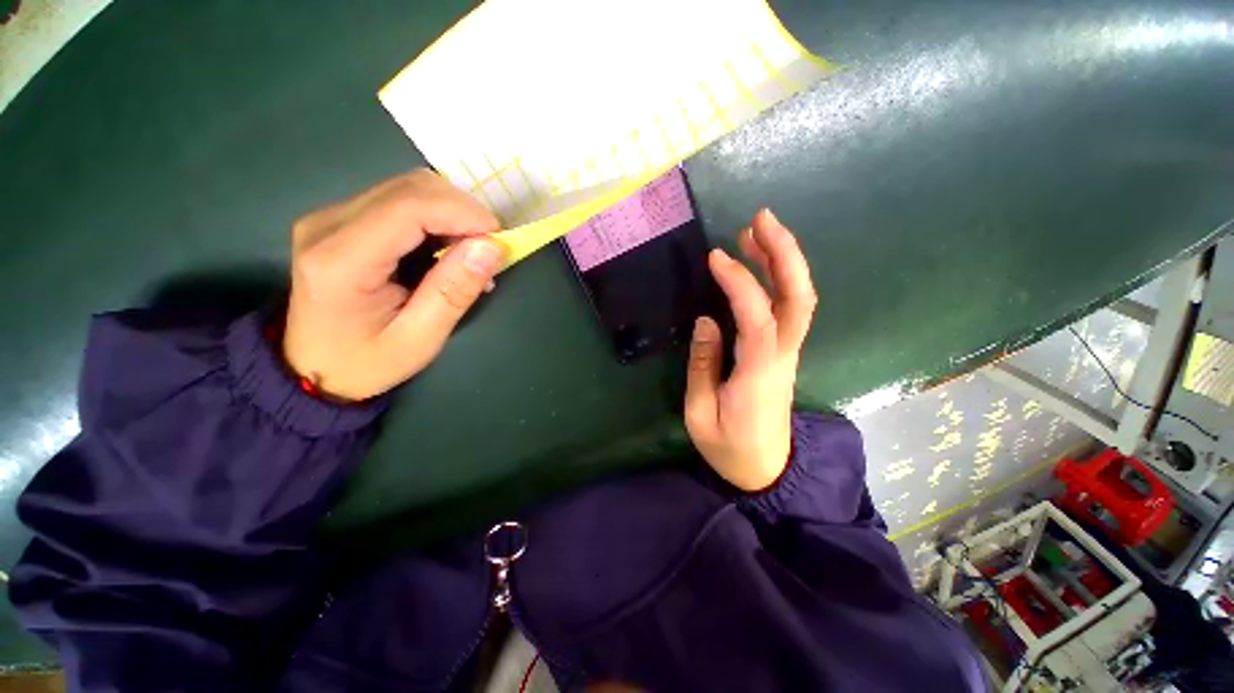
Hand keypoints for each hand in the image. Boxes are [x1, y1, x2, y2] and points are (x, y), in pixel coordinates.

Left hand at [284, 170, 504, 400]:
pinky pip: (399, 200)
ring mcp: (330, 217)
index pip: (409, 207)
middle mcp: (328, 225)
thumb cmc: (367, 362)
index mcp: (341, 261)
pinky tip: (446, 246)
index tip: (499, 237)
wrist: (311, 367)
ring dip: (451, 212)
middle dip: (462, 211)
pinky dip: (435, 216)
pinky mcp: (340, 219)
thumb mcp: (420, 339)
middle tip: (489, 248)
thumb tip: (492, 247)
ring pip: (407, 189)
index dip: (462, 212)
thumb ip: (455, 290)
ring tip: (470, 250)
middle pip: (409, 189)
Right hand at [685, 209, 817, 490]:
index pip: (757, 318)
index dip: (740, 283)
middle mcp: (782, 356)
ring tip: (757, 231)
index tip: (716, 257)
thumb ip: (702, 366)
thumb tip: (707, 321)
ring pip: (799, 299)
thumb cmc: (729, 448)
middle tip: (760, 220)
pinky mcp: (783, 352)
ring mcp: (788, 352)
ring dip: (783, 261)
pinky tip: (761, 263)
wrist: (767, 470)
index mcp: (758, 374)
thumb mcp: (700, 414)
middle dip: (784, 254)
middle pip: (798, 298)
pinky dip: (779, 279)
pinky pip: (790, 308)